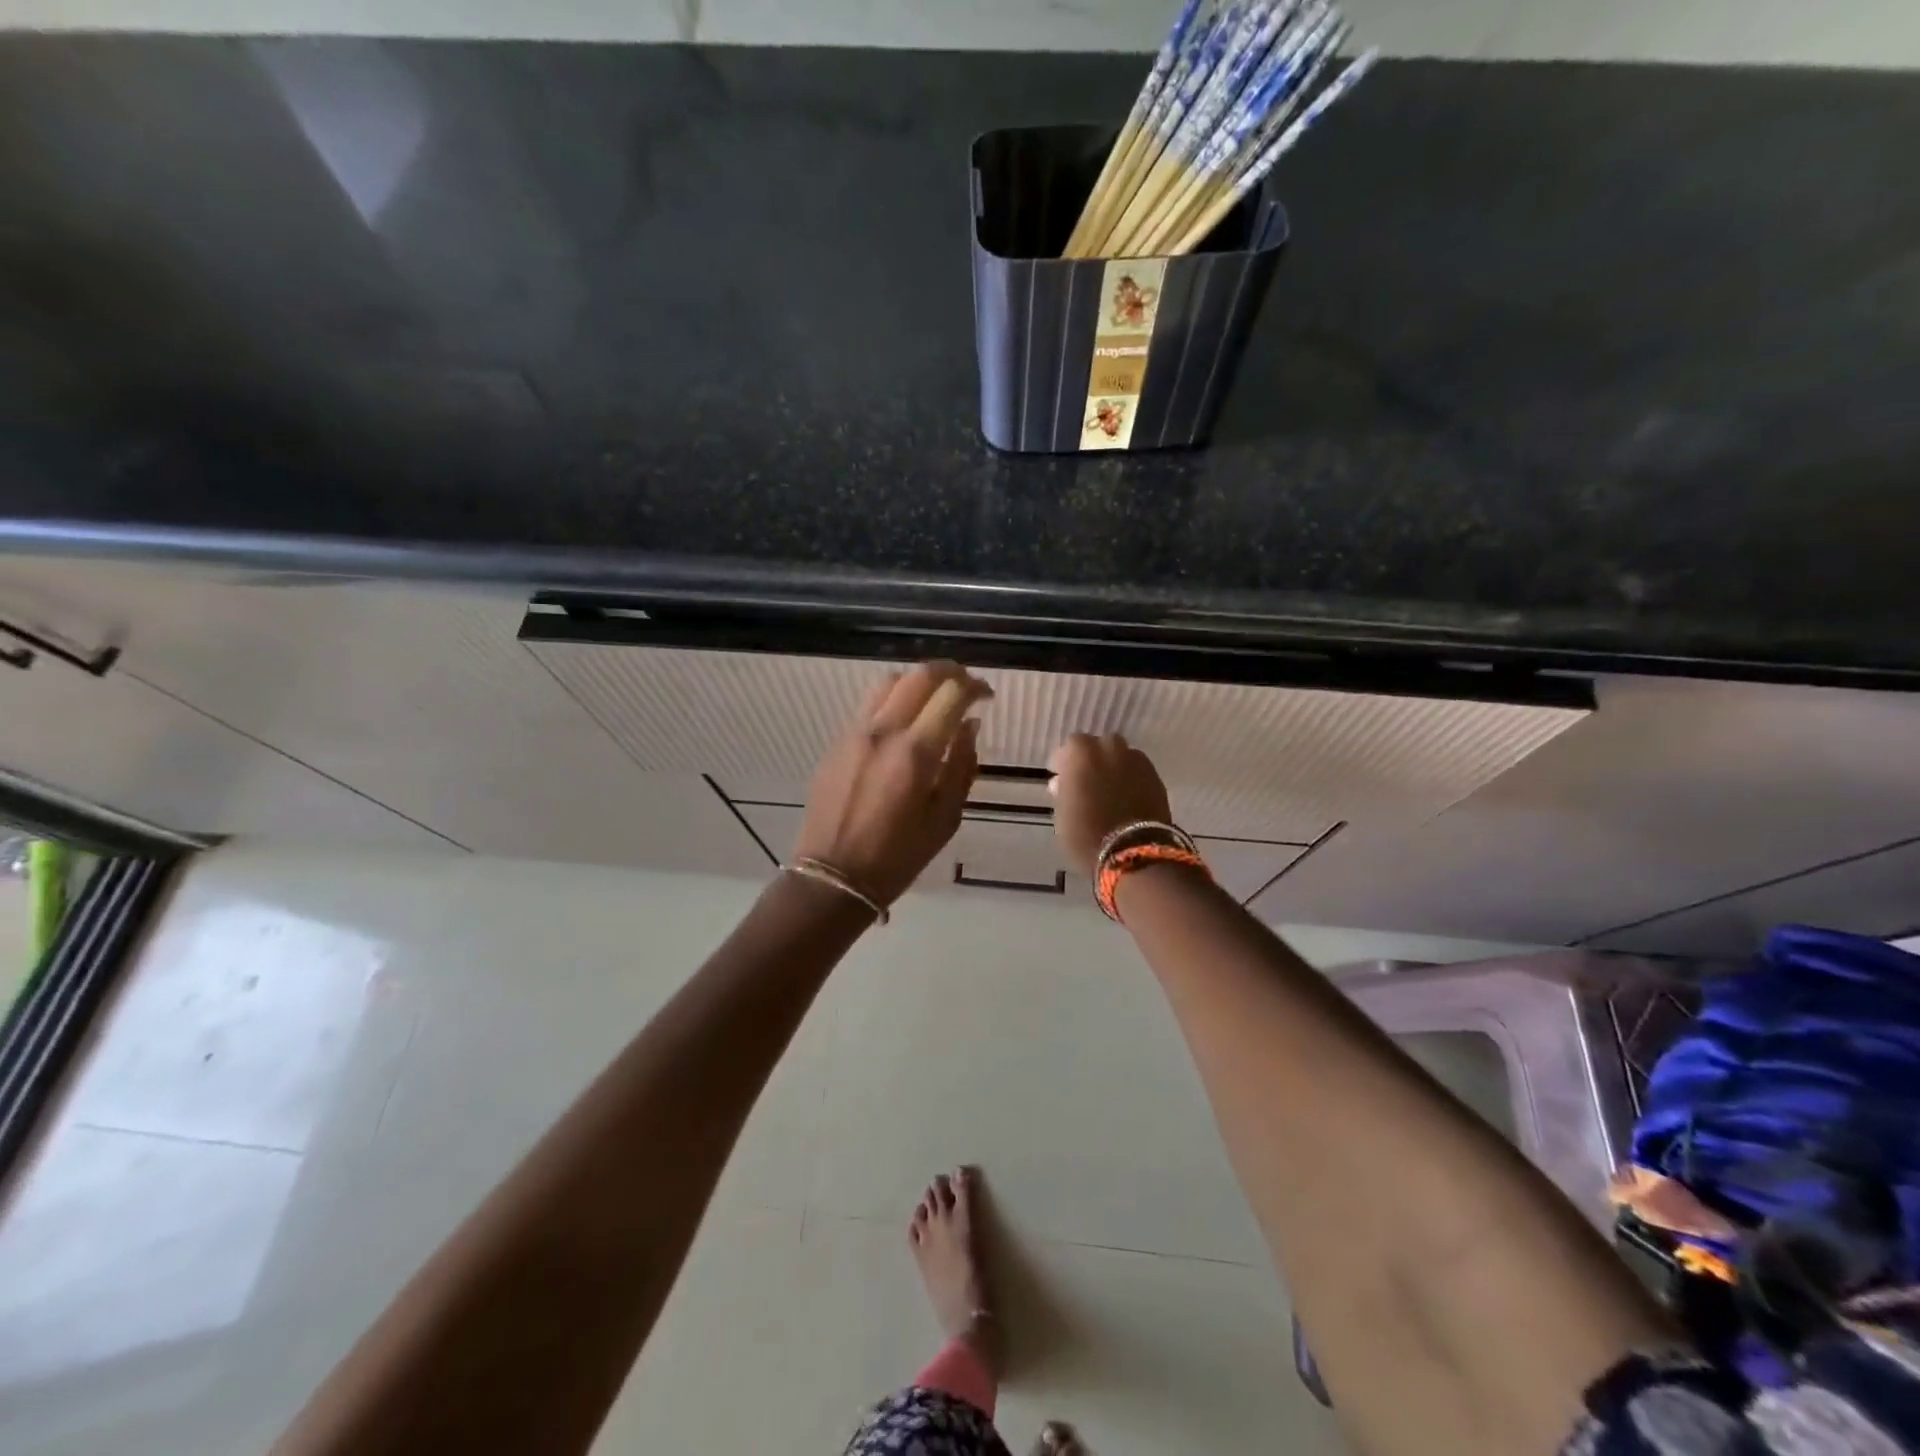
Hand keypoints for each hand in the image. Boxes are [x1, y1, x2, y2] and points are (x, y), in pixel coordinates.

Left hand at [795, 662, 991, 906]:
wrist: (832, 876)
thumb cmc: (897, 857)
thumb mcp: (945, 819)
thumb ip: (961, 766)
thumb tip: (969, 726)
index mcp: (914, 753)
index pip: (951, 694)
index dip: (975, 687)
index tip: (987, 696)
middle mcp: (883, 731)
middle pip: (919, 676)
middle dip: (949, 672)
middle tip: (966, 687)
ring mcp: (854, 733)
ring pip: (889, 683)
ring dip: (918, 682)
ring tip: (933, 699)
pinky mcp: (836, 742)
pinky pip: (868, 705)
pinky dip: (893, 700)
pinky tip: (903, 723)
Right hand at [1046, 733, 1172, 874]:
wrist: (1133, 853)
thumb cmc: (1086, 834)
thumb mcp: (1062, 813)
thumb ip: (1063, 791)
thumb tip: (1062, 782)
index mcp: (1083, 754)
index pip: (1072, 744)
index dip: (1065, 759)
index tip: (1060, 775)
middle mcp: (1111, 750)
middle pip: (1101, 744)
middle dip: (1093, 757)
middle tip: (1086, 778)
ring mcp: (1137, 763)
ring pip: (1123, 755)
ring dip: (1114, 765)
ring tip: (1108, 787)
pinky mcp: (1156, 779)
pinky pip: (1139, 771)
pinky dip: (1131, 778)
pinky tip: (1126, 796)